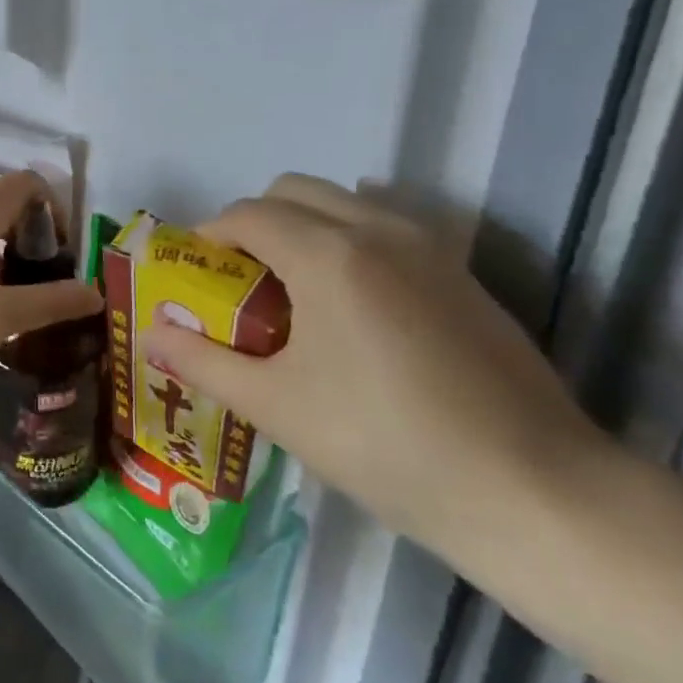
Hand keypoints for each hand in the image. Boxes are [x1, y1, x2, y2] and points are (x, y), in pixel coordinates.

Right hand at [145, 175, 603, 553]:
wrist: (533, 492)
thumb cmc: (385, 445)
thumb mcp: (275, 406)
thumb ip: (202, 361)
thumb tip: (149, 335)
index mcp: (327, 254)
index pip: (247, 213)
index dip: (208, 236)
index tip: (191, 273)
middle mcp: (379, 230)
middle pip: (294, 191)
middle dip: (253, 222)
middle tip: (238, 281)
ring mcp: (430, 249)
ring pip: (345, 203)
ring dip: (303, 227)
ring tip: (293, 293)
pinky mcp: (463, 275)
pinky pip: (387, 229)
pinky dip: (348, 242)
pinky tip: (352, 311)